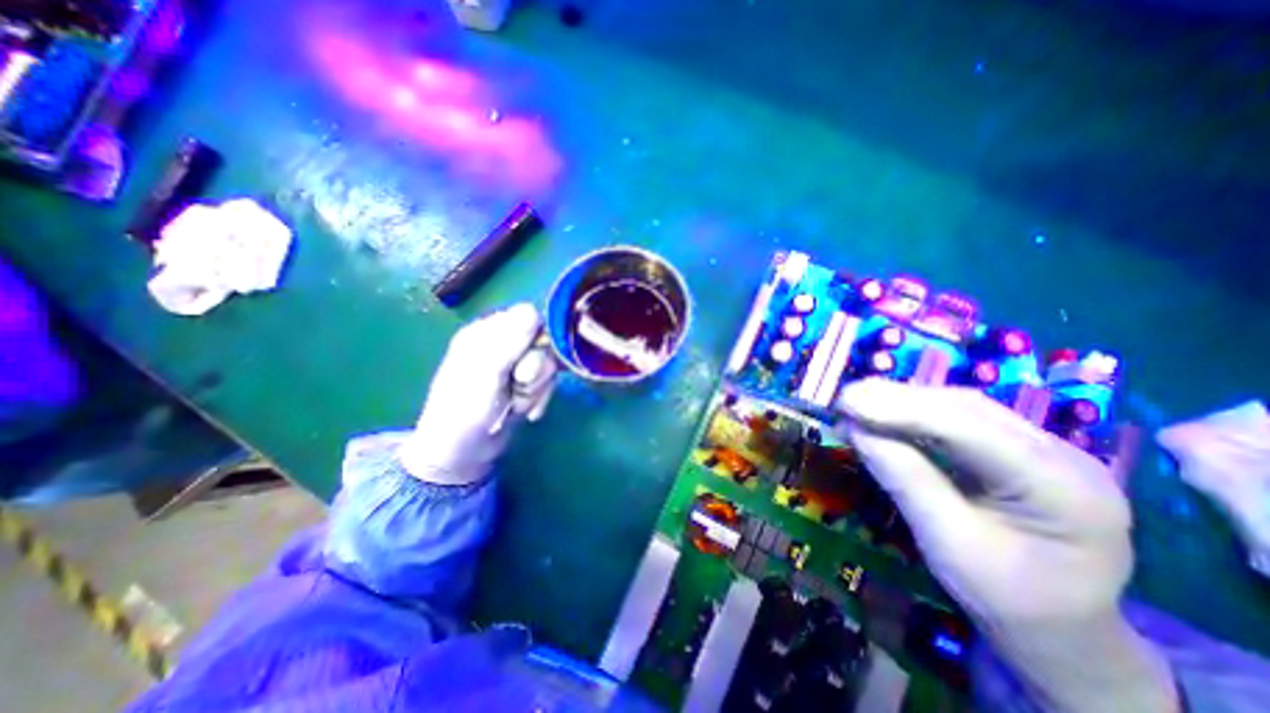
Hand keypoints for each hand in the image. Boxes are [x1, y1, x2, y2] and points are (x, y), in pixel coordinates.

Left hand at [396, 303, 556, 487]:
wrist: (462, 453)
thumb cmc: (466, 409)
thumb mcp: (486, 372)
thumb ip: (510, 340)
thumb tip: (533, 309)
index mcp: (485, 333)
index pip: (527, 317)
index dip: (535, 337)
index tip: (526, 360)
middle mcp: (502, 345)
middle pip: (542, 342)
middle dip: (536, 369)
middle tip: (519, 385)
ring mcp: (514, 366)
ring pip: (547, 365)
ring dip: (537, 389)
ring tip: (517, 404)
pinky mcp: (524, 384)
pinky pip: (546, 382)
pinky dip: (539, 399)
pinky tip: (526, 412)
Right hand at [841, 383, 1173, 711]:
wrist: (1062, 630)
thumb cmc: (1005, 598)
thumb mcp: (946, 543)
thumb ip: (904, 480)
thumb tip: (855, 430)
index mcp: (1060, 489)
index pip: (968, 429)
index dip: (901, 409)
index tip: (846, 402)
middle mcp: (1063, 455)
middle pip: (966, 409)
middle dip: (897, 399)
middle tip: (844, 399)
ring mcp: (1046, 448)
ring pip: (961, 406)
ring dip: (903, 401)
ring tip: (856, 403)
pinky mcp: (1022, 448)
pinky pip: (962, 418)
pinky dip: (916, 413)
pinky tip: (885, 415)